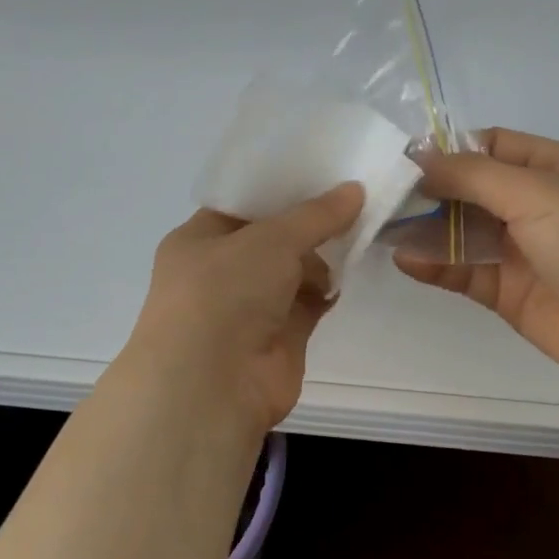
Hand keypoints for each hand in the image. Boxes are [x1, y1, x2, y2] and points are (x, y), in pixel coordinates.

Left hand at [119, 183, 365, 438]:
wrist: (212, 387)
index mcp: (200, 238)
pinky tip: (348, 275)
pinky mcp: (278, 338)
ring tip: (358, 234)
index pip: (243, 204)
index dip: (281, 189)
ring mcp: (249, 307)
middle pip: (272, 238)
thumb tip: (355, 189)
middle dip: (308, 224)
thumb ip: (316, 214)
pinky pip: (308, 303)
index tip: (324, 172)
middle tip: (352, 200)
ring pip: (293, 271)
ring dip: (321, 258)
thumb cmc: (225, 293)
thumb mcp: (271, 239)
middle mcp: (220, 271)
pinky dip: (326, 291)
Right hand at [396, 129, 558, 396]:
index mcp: (556, 167)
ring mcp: (523, 250)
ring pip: (464, 231)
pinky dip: (435, 264)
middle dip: (431, 191)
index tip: (405, 158)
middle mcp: (538, 204)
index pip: (493, 146)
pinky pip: (465, 270)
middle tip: (383, 193)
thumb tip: (417, 159)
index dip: (451, 149)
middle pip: (472, 189)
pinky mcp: (509, 291)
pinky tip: (404, 259)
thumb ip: (470, 174)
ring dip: (426, 229)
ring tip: (383, 225)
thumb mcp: (533, 190)